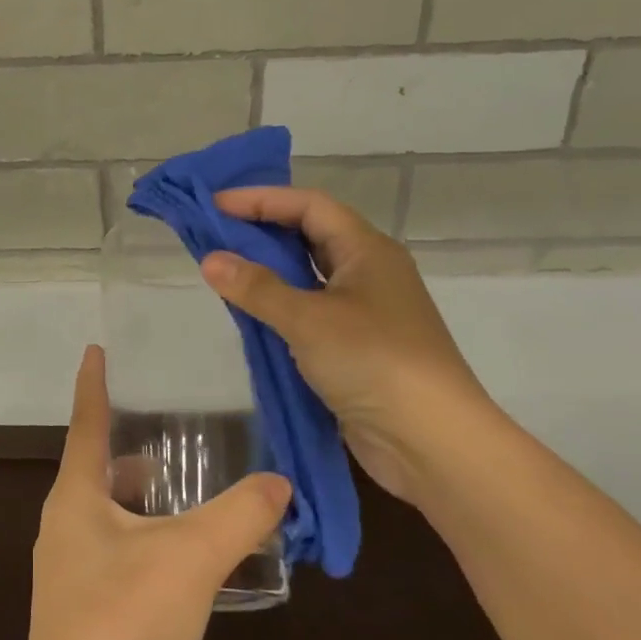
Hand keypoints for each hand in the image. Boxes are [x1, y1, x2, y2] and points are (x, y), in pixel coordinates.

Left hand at [22, 346, 290, 639]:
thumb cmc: (127, 617)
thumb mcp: (193, 556)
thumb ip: (241, 515)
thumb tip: (280, 483)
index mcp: (76, 497)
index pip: (85, 422)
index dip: (93, 384)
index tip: (95, 349)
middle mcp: (63, 525)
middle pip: (98, 470)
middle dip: (132, 449)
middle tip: (176, 432)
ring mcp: (67, 571)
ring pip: (108, 515)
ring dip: (143, 501)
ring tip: (190, 494)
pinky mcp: (80, 609)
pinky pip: (115, 553)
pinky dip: (146, 540)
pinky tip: (184, 560)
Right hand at [200, 186, 501, 504]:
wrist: (430, 439)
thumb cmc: (373, 361)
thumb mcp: (309, 319)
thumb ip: (257, 288)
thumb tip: (210, 259)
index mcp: (368, 250)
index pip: (310, 206)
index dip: (262, 199)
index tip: (215, 206)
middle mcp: (369, 273)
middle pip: (311, 236)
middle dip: (263, 231)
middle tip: (214, 234)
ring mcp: (365, 312)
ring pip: (310, 277)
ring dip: (270, 271)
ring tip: (224, 269)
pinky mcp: (357, 348)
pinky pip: (311, 313)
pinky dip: (280, 307)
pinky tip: (250, 315)